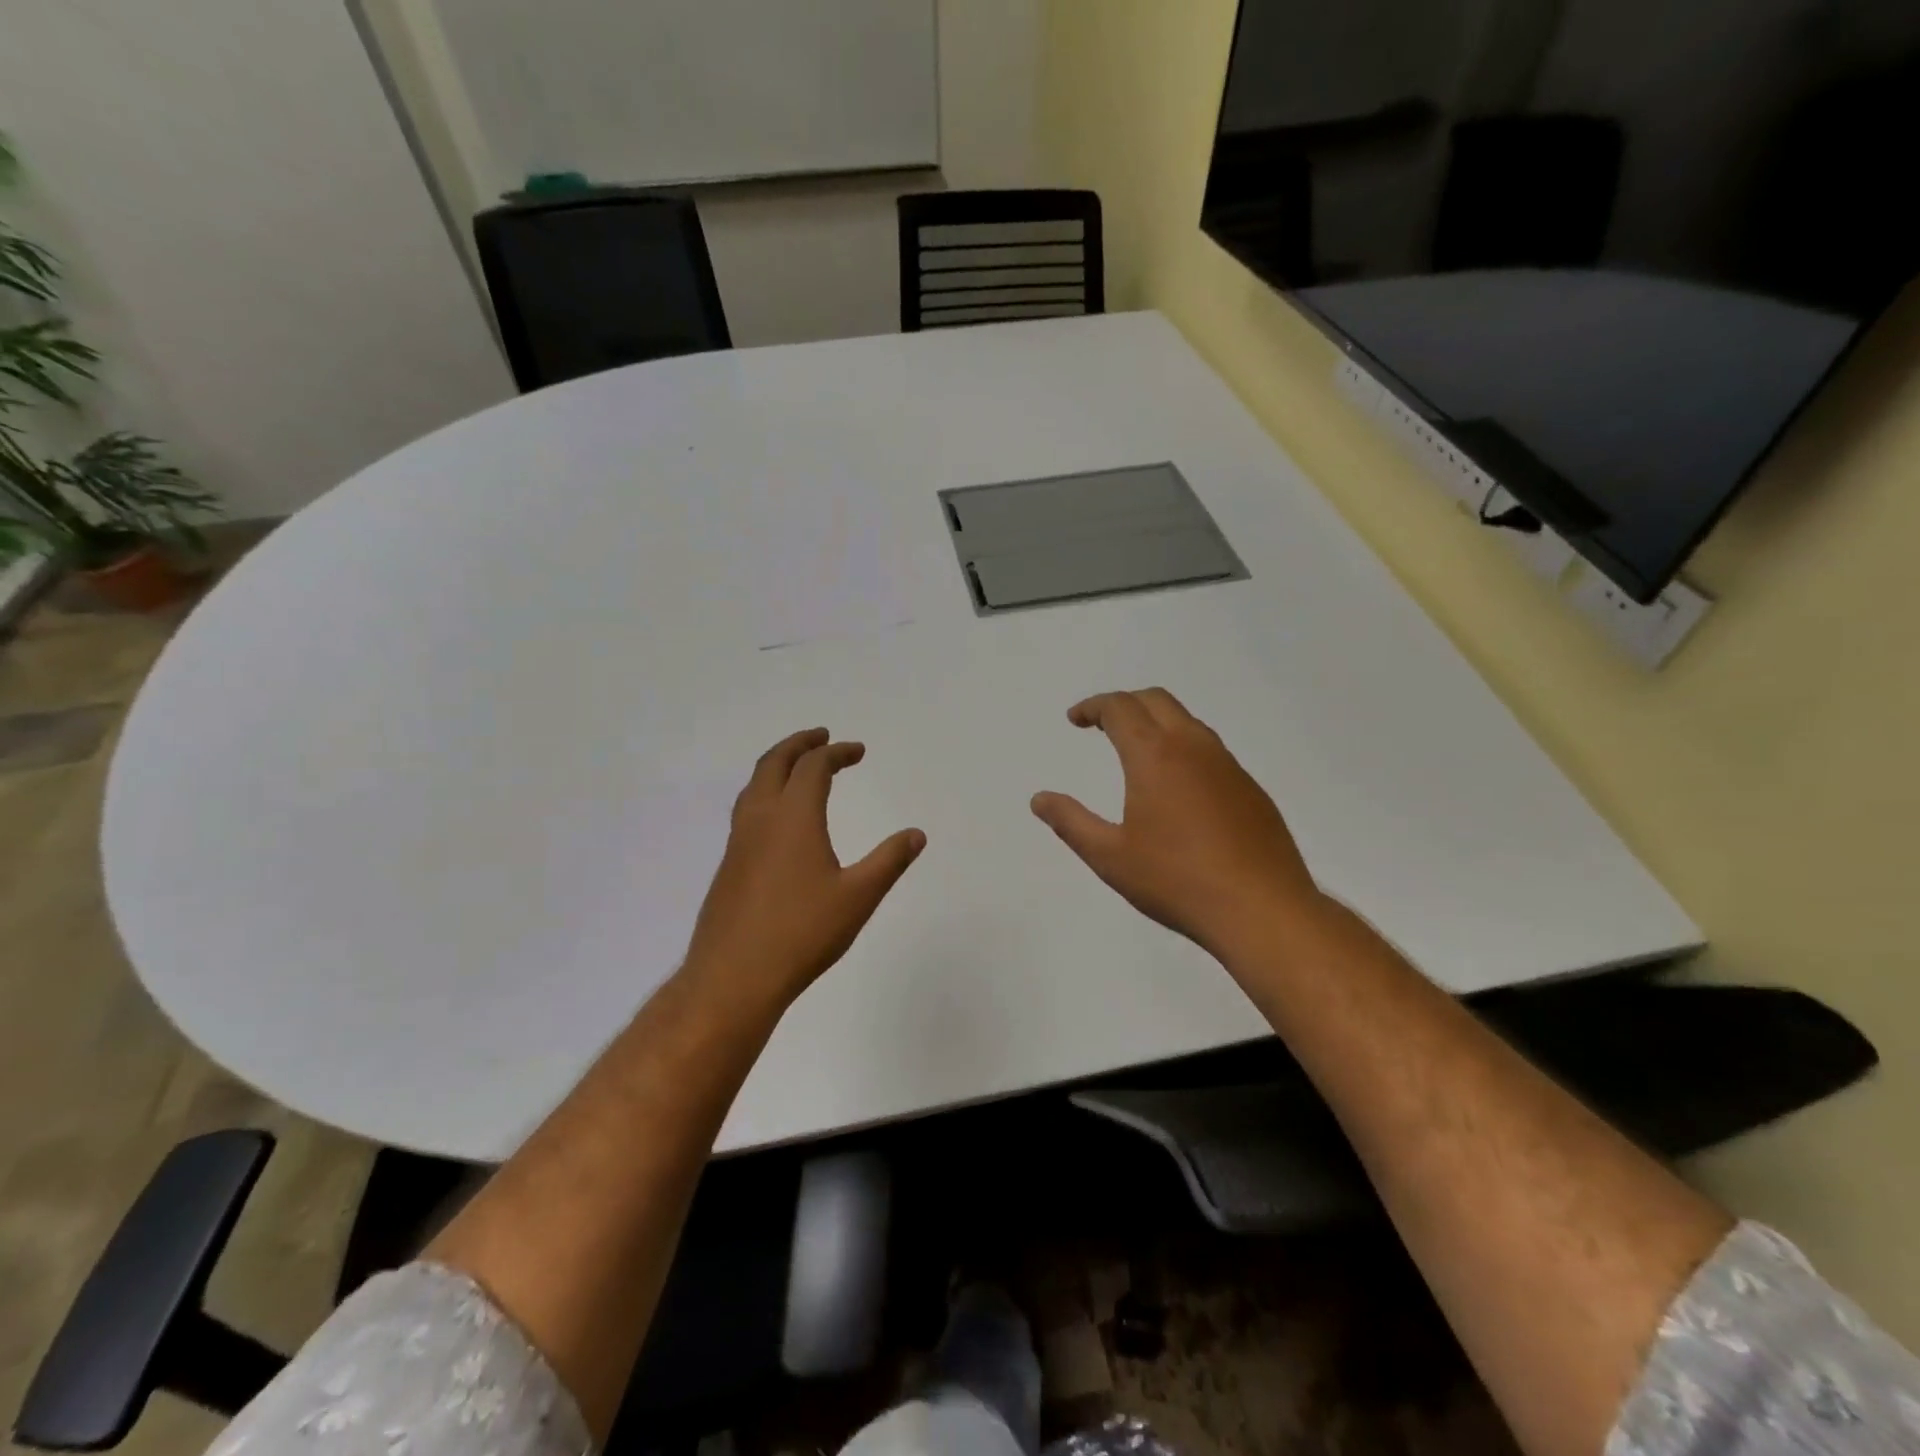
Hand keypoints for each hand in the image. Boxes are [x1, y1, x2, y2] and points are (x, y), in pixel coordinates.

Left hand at [683, 728, 925, 1010]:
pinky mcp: (728, 866)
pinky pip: (746, 810)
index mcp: (793, 817)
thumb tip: (916, 834)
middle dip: (800, 744)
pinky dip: (765, 793)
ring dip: (778, 765)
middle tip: (822, 737)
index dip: (837, 752)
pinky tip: (778, 820)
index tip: (858, 751)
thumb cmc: (802, 933)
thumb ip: (889, 861)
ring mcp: (738, 842)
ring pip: (754, 785)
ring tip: (798, 768)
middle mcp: (760, 819)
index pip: (814, 767)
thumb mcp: (858, 897)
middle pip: (774, 763)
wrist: (733, 978)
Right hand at [1031, 689, 1321, 957]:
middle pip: (1156, 700)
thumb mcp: (1110, 857)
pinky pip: (1210, 750)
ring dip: (1156, 722)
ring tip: (1136, 749)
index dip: (1093, 707)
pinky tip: (1178, 785)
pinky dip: (1183, 747)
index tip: (1075, 720)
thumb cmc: (1177, 881)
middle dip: (1124, 703)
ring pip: (1188, 722)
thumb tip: (1039, 799)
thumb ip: (1071, 822)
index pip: (1120, 708)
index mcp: (1155, 756)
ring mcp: (1228, 766)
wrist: (1263, 909)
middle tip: (1101, 724)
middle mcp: (1193, 747)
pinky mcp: (1250, 788)